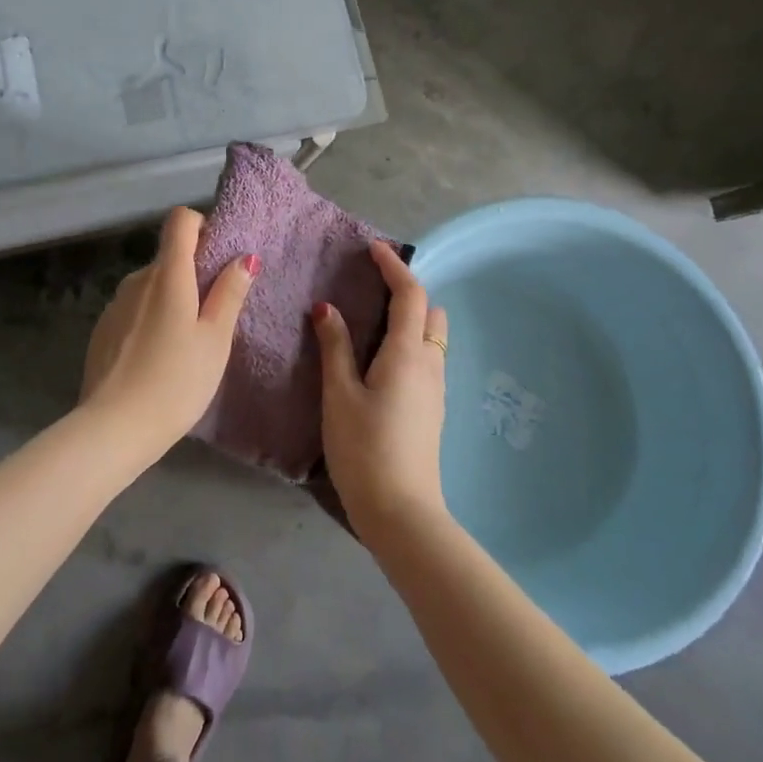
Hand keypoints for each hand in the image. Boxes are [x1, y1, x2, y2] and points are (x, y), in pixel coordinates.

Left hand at [78, 206, 258, 451]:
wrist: (113, 428)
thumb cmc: (175, 381)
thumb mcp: (215, 340)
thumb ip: (229, 294)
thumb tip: (245, 257)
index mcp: (167, 275)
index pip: (180, 221)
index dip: (202, 227)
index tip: (219, 258)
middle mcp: (137, 279)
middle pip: (168, 257)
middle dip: (193, 274)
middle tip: (214, 315)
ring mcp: (115, 304)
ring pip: (151, 286)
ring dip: (171, 299)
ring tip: (187, 343)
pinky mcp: (103, 329)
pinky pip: (134, 309)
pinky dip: (151, 320)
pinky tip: (158, 358)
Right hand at [312, 241, 450, 536]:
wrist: (402, 512)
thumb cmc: (364, 449)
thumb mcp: (339, 395)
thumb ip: (335, 347)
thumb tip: (327, 307)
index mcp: (407, 354)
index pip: (410, 295)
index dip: (395, 266)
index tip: (374, 248)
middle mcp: (429, 365)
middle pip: (431, 313)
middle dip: (408, 291)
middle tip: (373, 285)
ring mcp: (435, 390)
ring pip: (432, 338)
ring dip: (410, 318)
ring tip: (372, 319)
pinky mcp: (431, 410)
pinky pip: (426, 359)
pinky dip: (409, 342)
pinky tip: (380, 358)